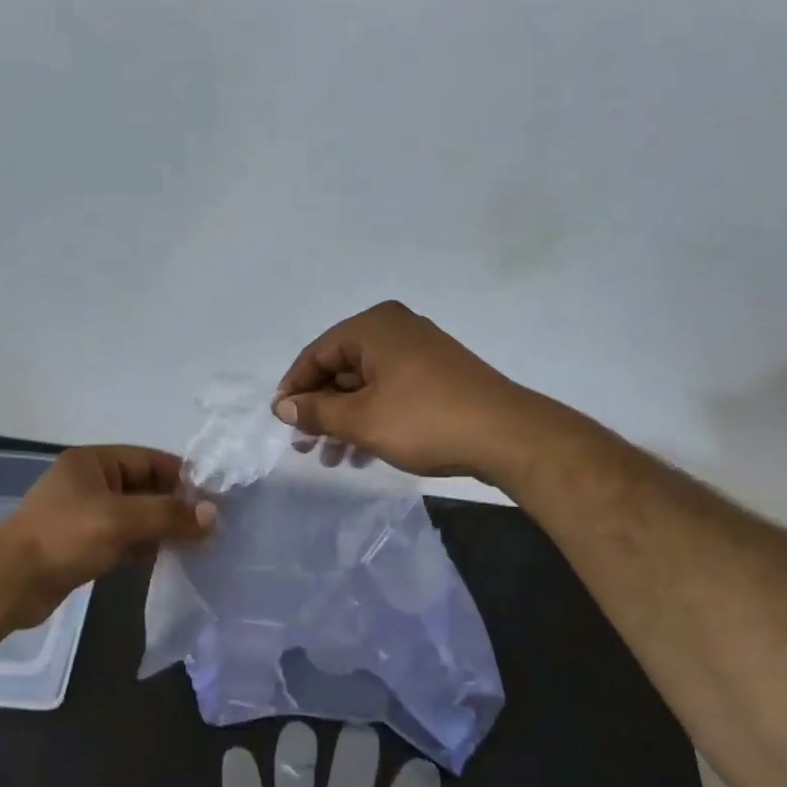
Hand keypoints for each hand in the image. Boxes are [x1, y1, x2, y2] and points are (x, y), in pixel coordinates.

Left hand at [0, 447, 214, 629]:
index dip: (182, 477)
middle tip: (209, 527)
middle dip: (175, 506)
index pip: (149, 460)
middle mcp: (89, 483)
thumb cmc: (64, 538)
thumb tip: (213, 515)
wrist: (9, 582)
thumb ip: (168, 515)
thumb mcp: (120, 520)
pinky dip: (143, 546)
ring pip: (134, 516)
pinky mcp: (81, 545)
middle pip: (144, 487)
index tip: (214, 498)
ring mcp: (84, 515)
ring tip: (196, 545)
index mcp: (93, 462)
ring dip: (161, 528)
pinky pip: (122, 539)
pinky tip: (165, 559)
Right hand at [273, 301, 529, 477]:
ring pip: (365, 386)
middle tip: (304, 447)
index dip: (294, 389)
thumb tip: (283, 407)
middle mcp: (396, 330)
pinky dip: (371, 419)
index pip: (317, 353)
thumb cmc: (423, 420)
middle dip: (320, 411)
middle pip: (340, 369)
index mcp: (374, 327)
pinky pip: (389, 393)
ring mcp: (419, 353)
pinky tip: (362, 454)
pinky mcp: (437, 377)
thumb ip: (316, 412)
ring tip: (332, 459)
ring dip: (344, 422)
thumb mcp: (360, 420)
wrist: (505, 436)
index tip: (280, 422)